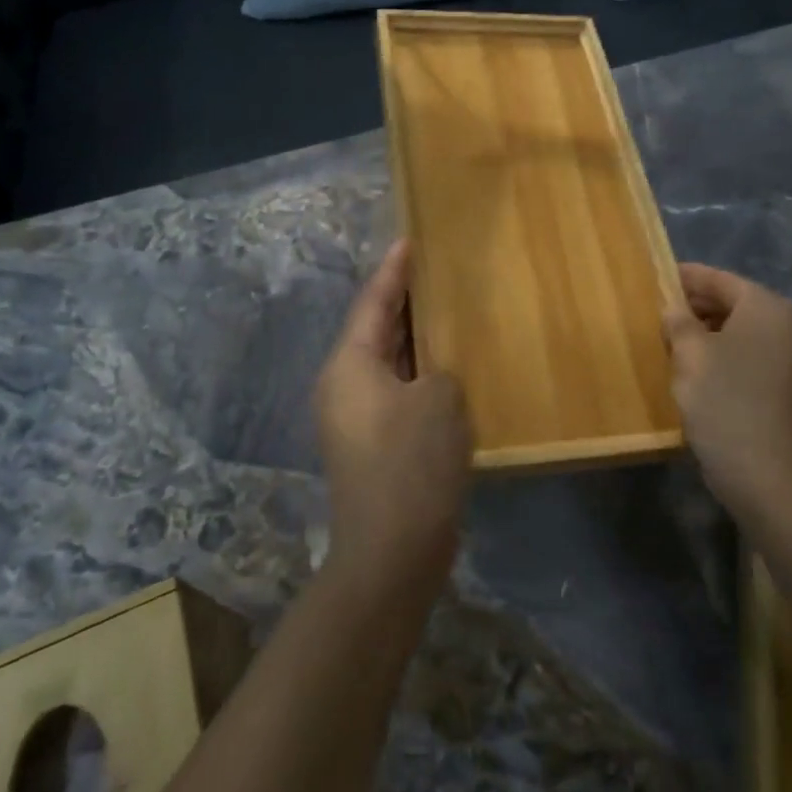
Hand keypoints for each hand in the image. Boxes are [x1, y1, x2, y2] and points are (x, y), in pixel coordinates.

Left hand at [314, 241, 471, 593]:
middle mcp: (343, 385)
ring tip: (444, 310)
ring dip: (414, 339)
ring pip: (387, 361)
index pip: (373, 302)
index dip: (393, 270)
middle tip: (433, 270)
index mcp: (350, 365)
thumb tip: (433, 376)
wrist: (392, 551)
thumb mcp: (439, 399)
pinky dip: (419, 372)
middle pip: (375, 329)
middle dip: (404, 301)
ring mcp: (355, 418)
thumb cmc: (412, 463)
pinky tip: (447, 368)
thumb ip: (439, 369)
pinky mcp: (373, 444)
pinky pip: (396, 389)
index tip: (408, 239)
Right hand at [662, 263, 791, 525]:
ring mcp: (789, 355)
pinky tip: (692, 364)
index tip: (655, 276)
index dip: (685, 277)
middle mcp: (785, 323)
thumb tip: (672, 306)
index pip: (719, 279)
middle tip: (656, 309)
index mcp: (766, 307)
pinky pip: (746, 351)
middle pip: (732, 301)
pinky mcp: (783, 382)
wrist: (764, 472)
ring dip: (705, 329)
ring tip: (669, 336)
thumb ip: (678, 320)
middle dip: (694, 304)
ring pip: (738, 328)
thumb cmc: (724, 401)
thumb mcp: (690, 354)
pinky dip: (721, 350)